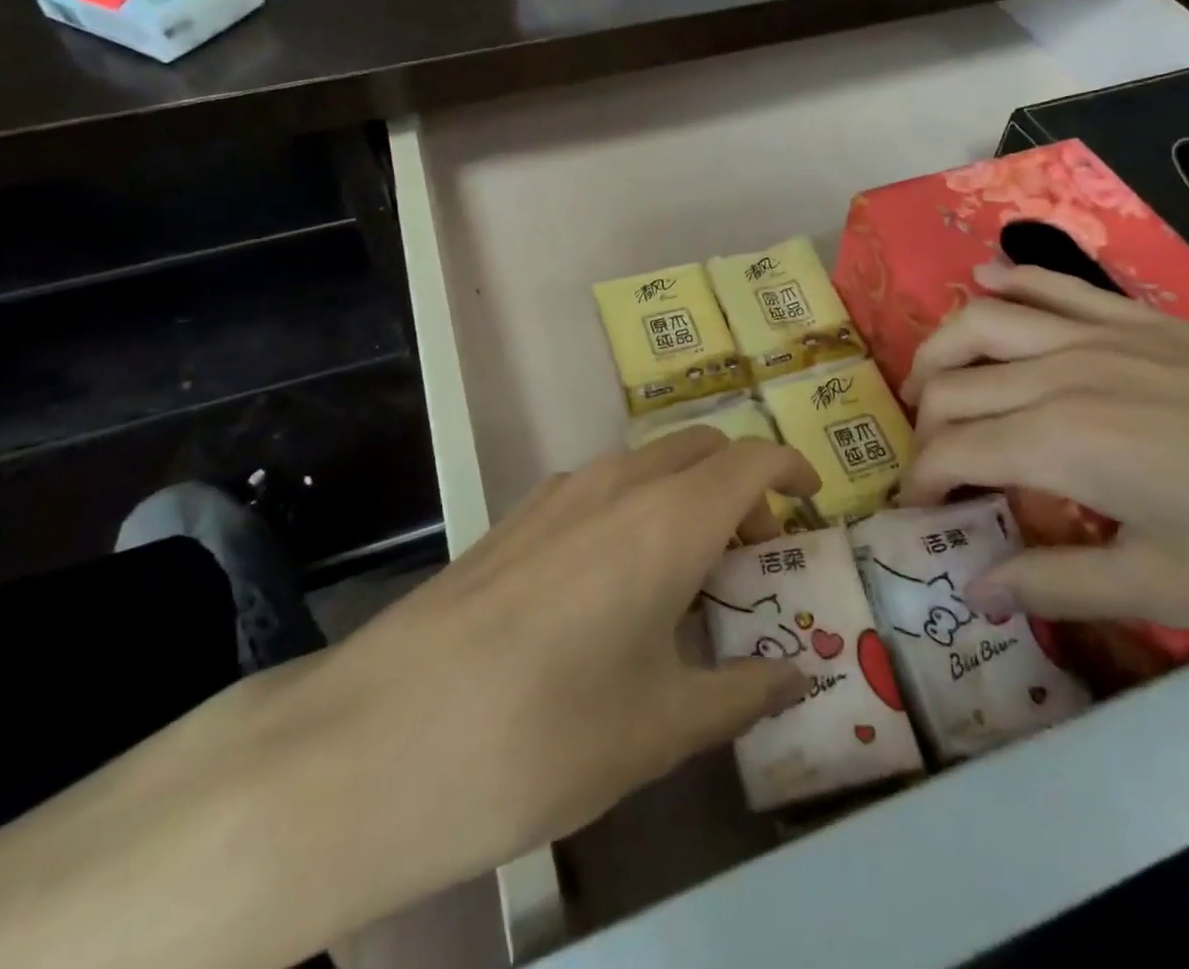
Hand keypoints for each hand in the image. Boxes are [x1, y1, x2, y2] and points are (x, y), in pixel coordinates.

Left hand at [0, 433, 819, 968]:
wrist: (373, 742)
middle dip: (742, 479)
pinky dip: (638, 505)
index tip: (815, 501)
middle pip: (700, 447)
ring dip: (687, 490)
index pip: (752, 460)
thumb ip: (742, 691)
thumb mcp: (660, 727)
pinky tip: (621, 579)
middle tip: (758, 548)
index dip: (792, 469)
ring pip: (648, 462)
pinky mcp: (516, 518)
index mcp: (667, 518)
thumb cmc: (540, 736)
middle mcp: (616, 484)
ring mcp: (557, 494)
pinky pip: (602, 486)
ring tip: (695, 567)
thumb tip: (801, 676)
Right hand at [899, 263, 1188, 632]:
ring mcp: (1099, 335)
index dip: (922, 486)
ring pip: (982, 321)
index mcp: (1060, 442)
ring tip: (928, 383)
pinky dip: (1008, 279)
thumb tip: (976, 588)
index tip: (917, 518)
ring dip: (940, 350)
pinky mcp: (1139, 319)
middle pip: (953, 385)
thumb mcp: (1172, 589)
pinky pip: (1052, 284)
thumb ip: (1058, 583)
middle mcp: (1060, 373)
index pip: (953, 452)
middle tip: (932, 470)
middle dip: (924, 429)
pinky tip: (985, 280)